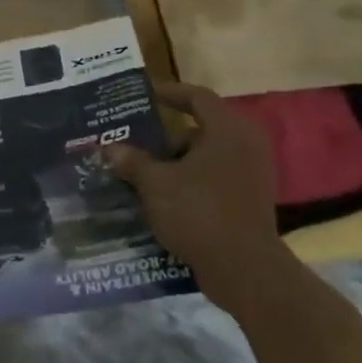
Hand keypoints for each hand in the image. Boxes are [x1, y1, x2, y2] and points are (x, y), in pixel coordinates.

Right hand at [107, 81, 291, 315]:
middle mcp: (245, 146)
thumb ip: (132, 161)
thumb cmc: (199, 212)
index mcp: (227, 131)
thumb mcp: (155, 184)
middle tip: (133, 145)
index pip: (197, 97)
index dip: (170, 93)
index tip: (145, 95)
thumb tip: (109, 149)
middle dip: (164, 139)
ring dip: (174, 165)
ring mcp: (251, 176)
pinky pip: (213, 181)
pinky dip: (189, 184)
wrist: (244, 269)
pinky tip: (161, 200)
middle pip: (199, 131)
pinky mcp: (250, 202)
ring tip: (140, 174)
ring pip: (205, 159)